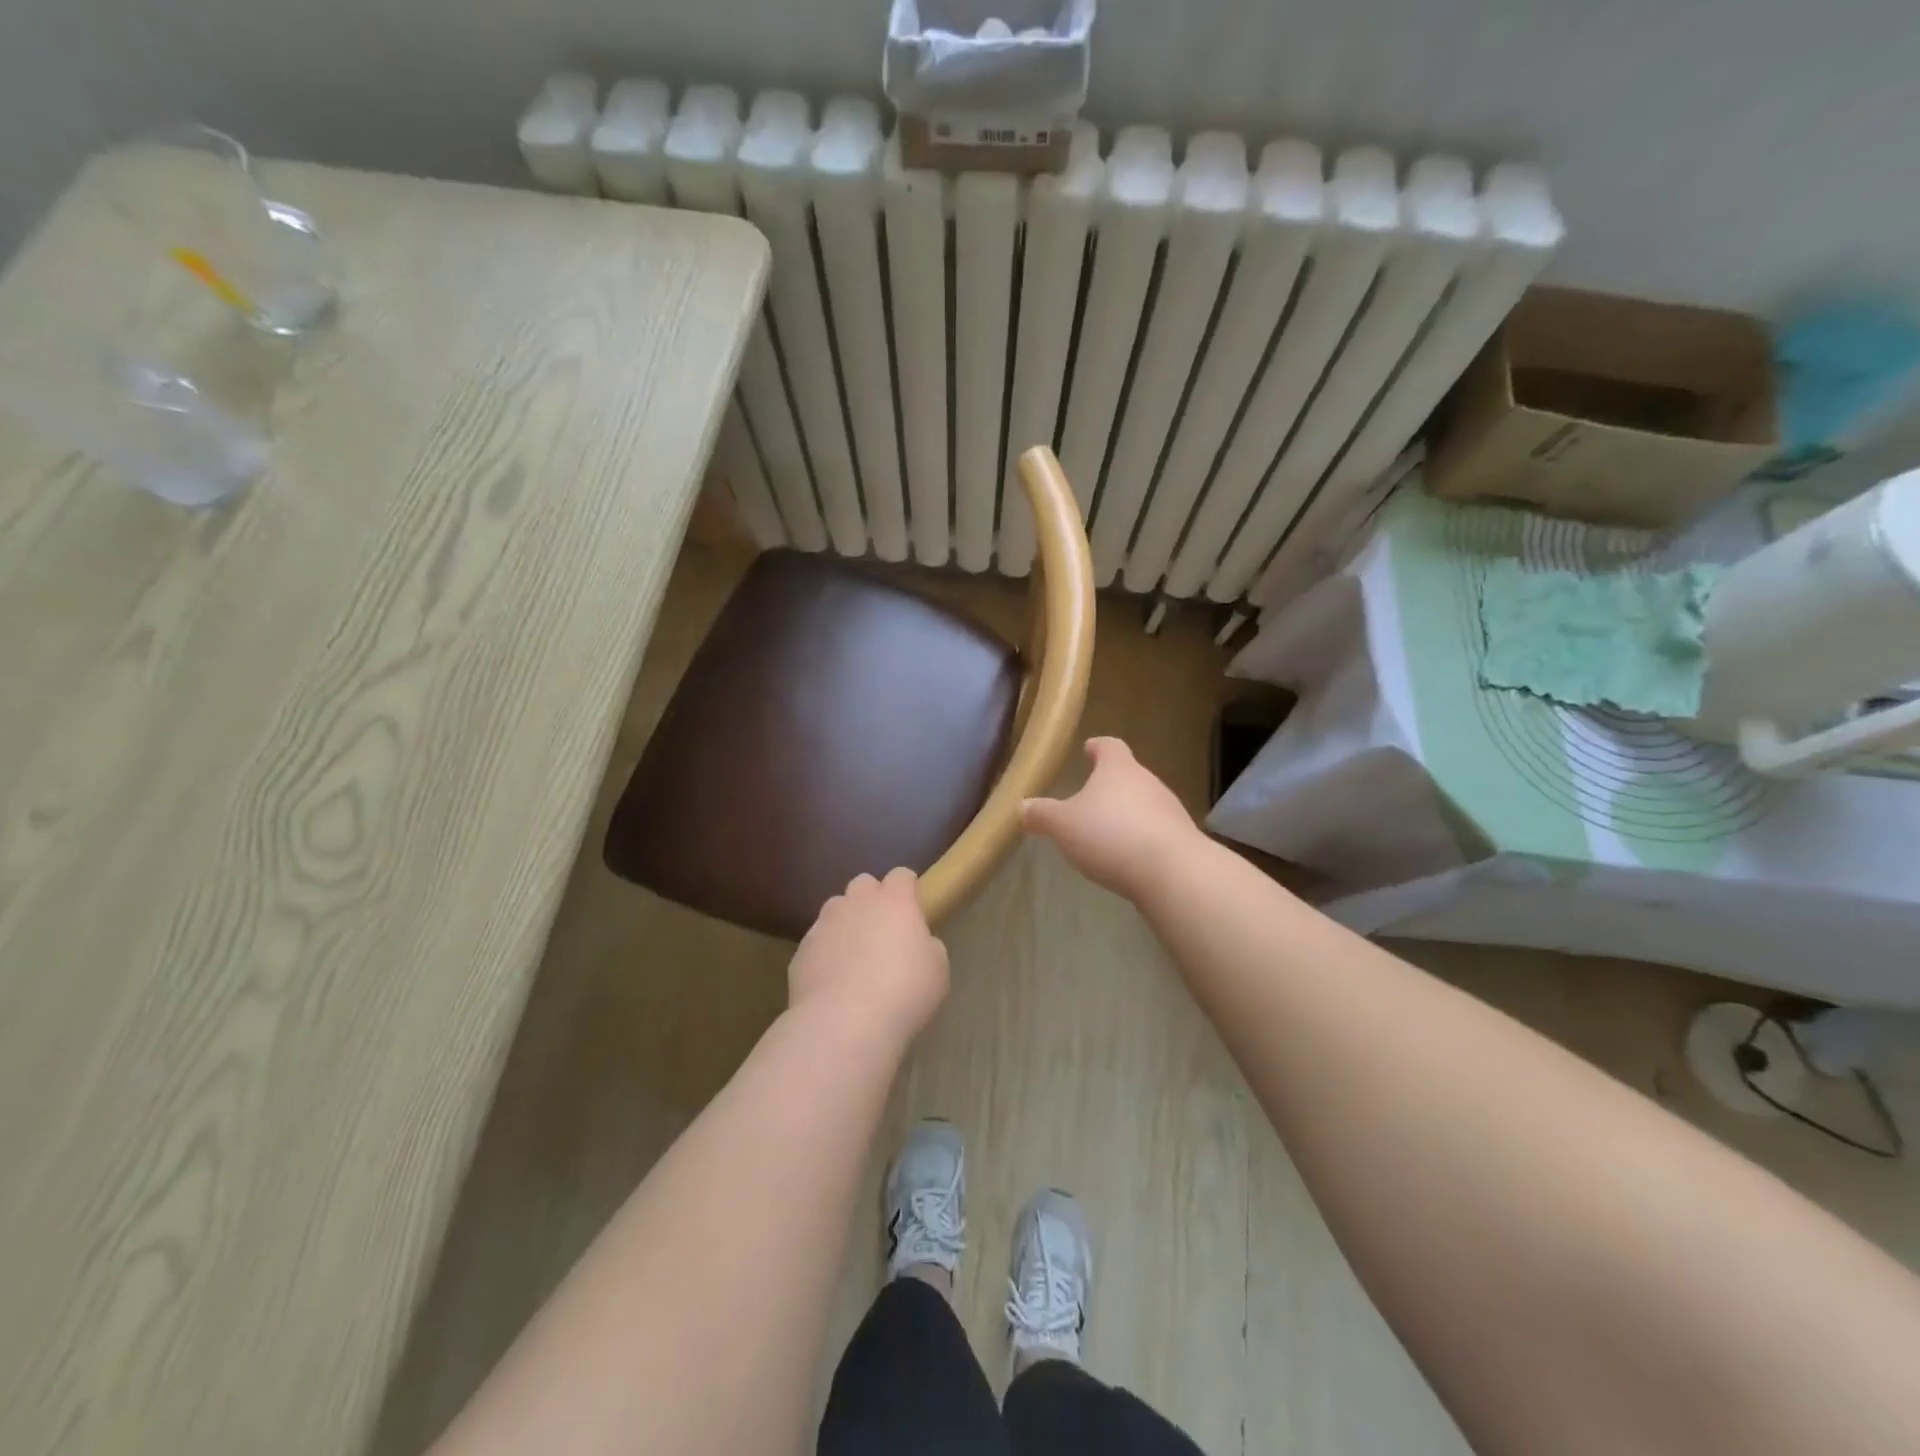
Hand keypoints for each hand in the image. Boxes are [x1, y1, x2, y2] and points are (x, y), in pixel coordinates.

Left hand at [789, 868, 949, 1048]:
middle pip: (863, 884)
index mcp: (894, 901)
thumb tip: (916, 943)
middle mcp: (856, 903)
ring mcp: (824, 924)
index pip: (901, 876)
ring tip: (854, 956)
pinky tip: (833, 981)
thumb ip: (927, 945)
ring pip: (835, 909)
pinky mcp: (801, 951)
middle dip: (872, 899)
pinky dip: (825, 952)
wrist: (844, 1023)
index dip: (907, 888)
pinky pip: (816, 942)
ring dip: (845, 922)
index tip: (913, 906)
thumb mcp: (937, 969)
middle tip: (882, 930)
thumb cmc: (903, 992)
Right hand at [1021, 737, 1197, 897]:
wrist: (1172, 872)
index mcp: (1118, 768)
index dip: (1097, 747)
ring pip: (1143, 803)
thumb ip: (1042, 814)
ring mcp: (1169, 810)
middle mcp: (1148, 781)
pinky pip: (1155, 831)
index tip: (1088, 749)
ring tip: (1104, 832)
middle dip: (1109, 785)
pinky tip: (1126, 857)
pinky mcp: (1181, 839)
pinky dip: (1140, 838)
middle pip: (1127, 775)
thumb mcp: (1063, 826)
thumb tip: (1023, 806)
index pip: (1109, 746)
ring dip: (1125, 813)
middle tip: (1088, 798)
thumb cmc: (1111, 835)